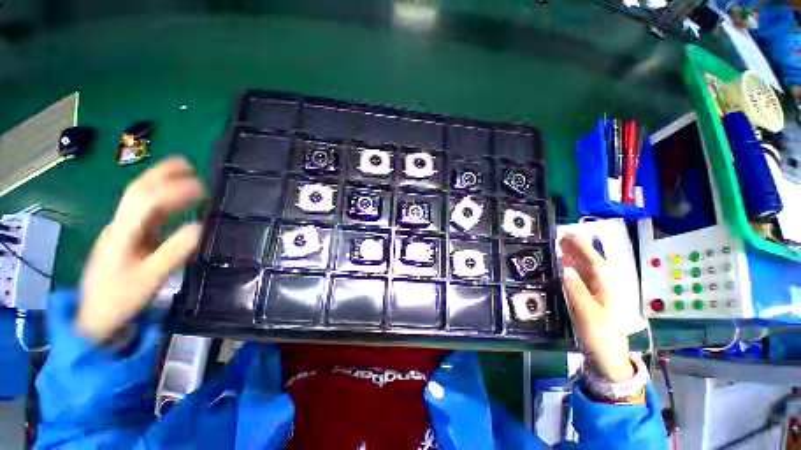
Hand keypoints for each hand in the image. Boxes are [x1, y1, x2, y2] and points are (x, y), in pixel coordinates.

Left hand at [76, 157, 204, 341]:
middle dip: (163, 174)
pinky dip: (162, 200)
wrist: (94, 318)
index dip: (176, 190)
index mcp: (123, 233)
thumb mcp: (148, 279)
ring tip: (186, 176)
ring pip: (140, 198)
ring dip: (162, 182)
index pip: (147, 201)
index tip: (203, 190)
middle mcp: (120, 225)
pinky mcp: (127, 237)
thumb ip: (174, 252)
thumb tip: (200, 227)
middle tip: (190, 166)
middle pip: (138, 190)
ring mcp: (122, 230)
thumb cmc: (119, 300)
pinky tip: (176, 203)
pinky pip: (145, 212)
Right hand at [560, 234, 633, 381]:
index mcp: (608, 287)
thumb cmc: (600, 335)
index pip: (595, 261)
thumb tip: (565, 268)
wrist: (608, 358)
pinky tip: (566, 267)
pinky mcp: (593, 300)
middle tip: (561, 237)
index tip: (569, 234)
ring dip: (574, 258)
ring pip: (587, 270)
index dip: (582, 247)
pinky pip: (583, 280)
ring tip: (561, 247)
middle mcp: (606, 286)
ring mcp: (600, 294)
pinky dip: (573, 270)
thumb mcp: (587, 312)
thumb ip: (576, 289)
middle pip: (592, 263)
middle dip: (578, 249)